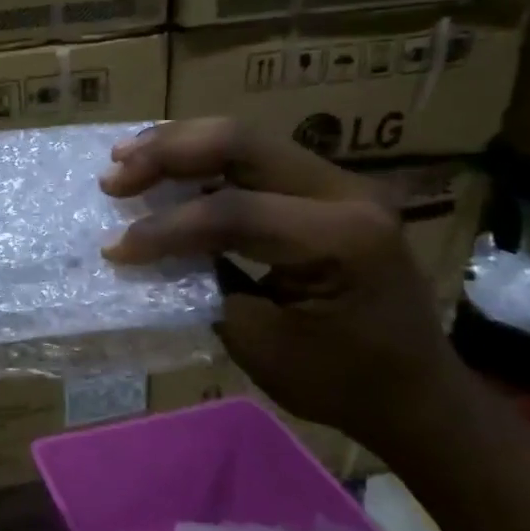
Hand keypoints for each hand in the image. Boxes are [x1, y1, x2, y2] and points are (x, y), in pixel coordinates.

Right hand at [100, 118, 467, 454]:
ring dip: (180, 145)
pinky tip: (166, 166)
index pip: (234, 211)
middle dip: (167, 154)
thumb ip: (204, 285)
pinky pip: (256, 159)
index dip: (165, 228)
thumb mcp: (260, 343)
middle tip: (113, 176)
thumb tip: (150, 251)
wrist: (416, 392)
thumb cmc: (340, 381)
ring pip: (246, 139)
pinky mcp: (328, 189)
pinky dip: (204, 159)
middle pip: (241, 143)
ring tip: (125, 157)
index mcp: (341, 238)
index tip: (116, 250)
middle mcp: (347, 192)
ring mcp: (341, 183)